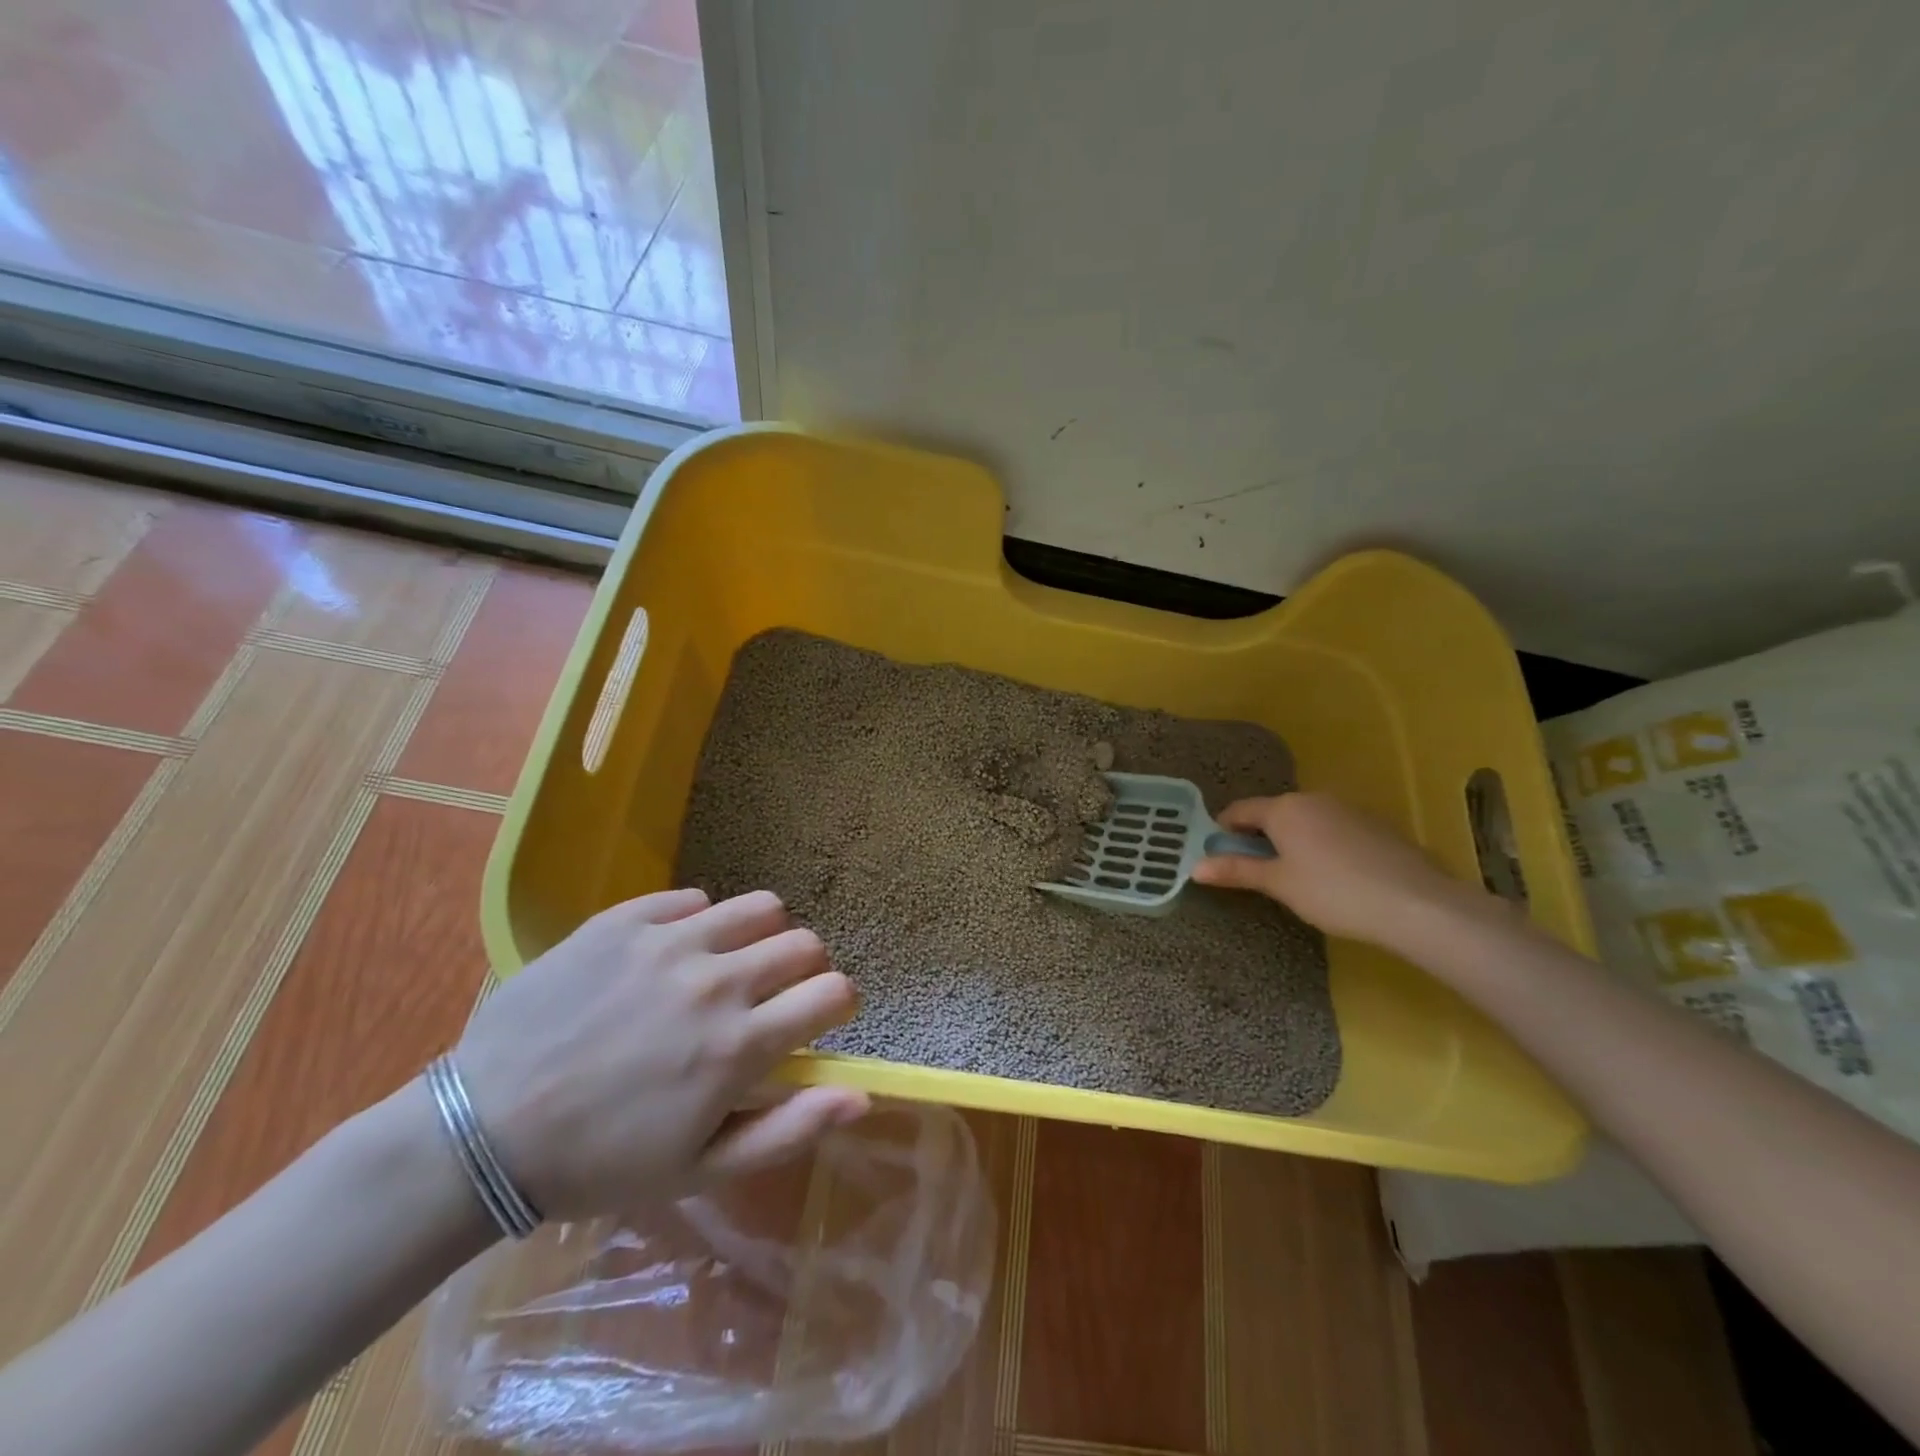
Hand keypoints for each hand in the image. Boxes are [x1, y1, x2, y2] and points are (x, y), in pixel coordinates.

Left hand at [450, 888, 866, 1219]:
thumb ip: (789, 1129)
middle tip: (772, 997)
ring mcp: (668, 942)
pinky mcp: (625, 919)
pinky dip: (699, 922)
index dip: (838, 1004)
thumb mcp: (700, 1170)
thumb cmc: (599, 1163)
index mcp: (737, 1045)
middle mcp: (714, 981)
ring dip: (762, 935)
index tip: (819, 1017)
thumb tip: (862, 1096)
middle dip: (804, 970)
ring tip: (731, 963)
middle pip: (804, 943)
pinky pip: (693, 899)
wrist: (482, 1131)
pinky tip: (670, 955)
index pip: (833, 992)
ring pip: (760, 906)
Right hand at [1191, 791, 1482, 949]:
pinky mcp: (1375, 824)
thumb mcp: (1278, 884)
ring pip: (1305, 820)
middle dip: (1259, 836)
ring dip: (1292, 840)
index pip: (1240, 810)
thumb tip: (1194, 867)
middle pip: (1273, 813)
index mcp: (1283, 808)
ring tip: (1295, 875)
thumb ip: (1236, 871)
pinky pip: (1334, 828)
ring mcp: (1348, 808)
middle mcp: (1313, 799)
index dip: (1223, 830)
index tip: (1218, 854)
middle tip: (1256, 870)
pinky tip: (1334, 875)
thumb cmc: (1333, 892)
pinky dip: (1322, 844)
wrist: (1415, 903)